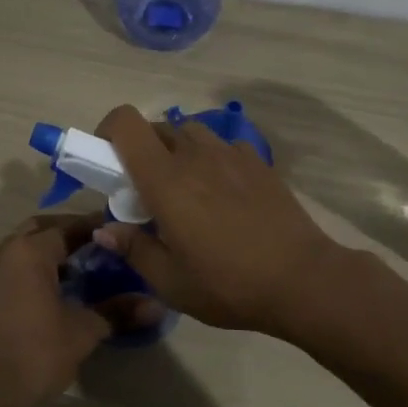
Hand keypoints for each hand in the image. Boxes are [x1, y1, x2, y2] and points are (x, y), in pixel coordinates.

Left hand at [0, 215, 110, 406]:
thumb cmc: (34, 355)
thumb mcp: (82, 333)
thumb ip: (116, 312)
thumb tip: (157, 306)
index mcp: (30, 251)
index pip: (67, 227)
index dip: (92, 228)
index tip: (113, 233)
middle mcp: (1, 251)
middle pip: (37, 230)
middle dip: (63, 234)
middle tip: (89, 249)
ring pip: (14, 250)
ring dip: (39, 254)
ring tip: (64, 275)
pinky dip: (19, 274)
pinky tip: (32, 298)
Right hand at [92, 105, 343, 334]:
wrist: (302, 279)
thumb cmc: (228, 283)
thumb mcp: (170, 281)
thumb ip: (133, 248)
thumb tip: (104, 229)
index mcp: (165, 179)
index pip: (126, 123)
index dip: (108, 131)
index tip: (106, 161)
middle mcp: (195, 154)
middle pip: (156, 127)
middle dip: (141, 150)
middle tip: (145, 190)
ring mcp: (230, 153)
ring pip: (190, 133)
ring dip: (177, 152)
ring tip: (186, 190)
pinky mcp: (257, 161)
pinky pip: (222, 147)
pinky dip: (211, 160)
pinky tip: (223, 195)